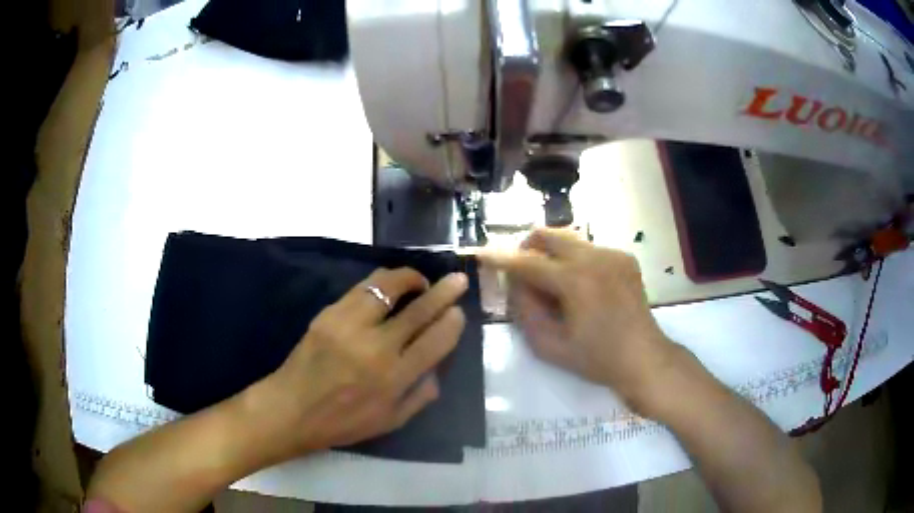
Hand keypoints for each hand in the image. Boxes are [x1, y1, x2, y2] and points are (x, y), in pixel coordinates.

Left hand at [245, 268, 467, 460]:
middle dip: (444, 291)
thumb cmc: (343, 422)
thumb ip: (420, 396)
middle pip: (418, 310)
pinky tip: (388, 288)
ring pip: (388, 286)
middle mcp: (376, 347)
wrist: (292, 408)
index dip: (452, 322)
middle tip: (458, 280)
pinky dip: (382, 283)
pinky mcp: (329, 313)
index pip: (435, 341)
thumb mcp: (390, 422)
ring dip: (409, 278)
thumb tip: (438, 370)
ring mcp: (350, 325)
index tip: (459, 312)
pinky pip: (362, 288)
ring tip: (419, 282)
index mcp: (394, 378)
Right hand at [483, 229, 673, 413]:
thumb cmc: (596, 358)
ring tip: (553, 283)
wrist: (644, 357)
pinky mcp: (624, 258)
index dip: (500, 258)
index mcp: (576, 281)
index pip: (528, 262)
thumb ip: (524, 312)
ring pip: (569, 238)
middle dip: (528, 247)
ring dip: (552, 253)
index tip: (481, 253)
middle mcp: (595, 258)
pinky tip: (581, 287)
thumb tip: (514, 284)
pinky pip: (589, 249)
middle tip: (522, 272)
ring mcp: (613, 254)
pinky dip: (575, 260)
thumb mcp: (549, 346)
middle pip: (549, 234)